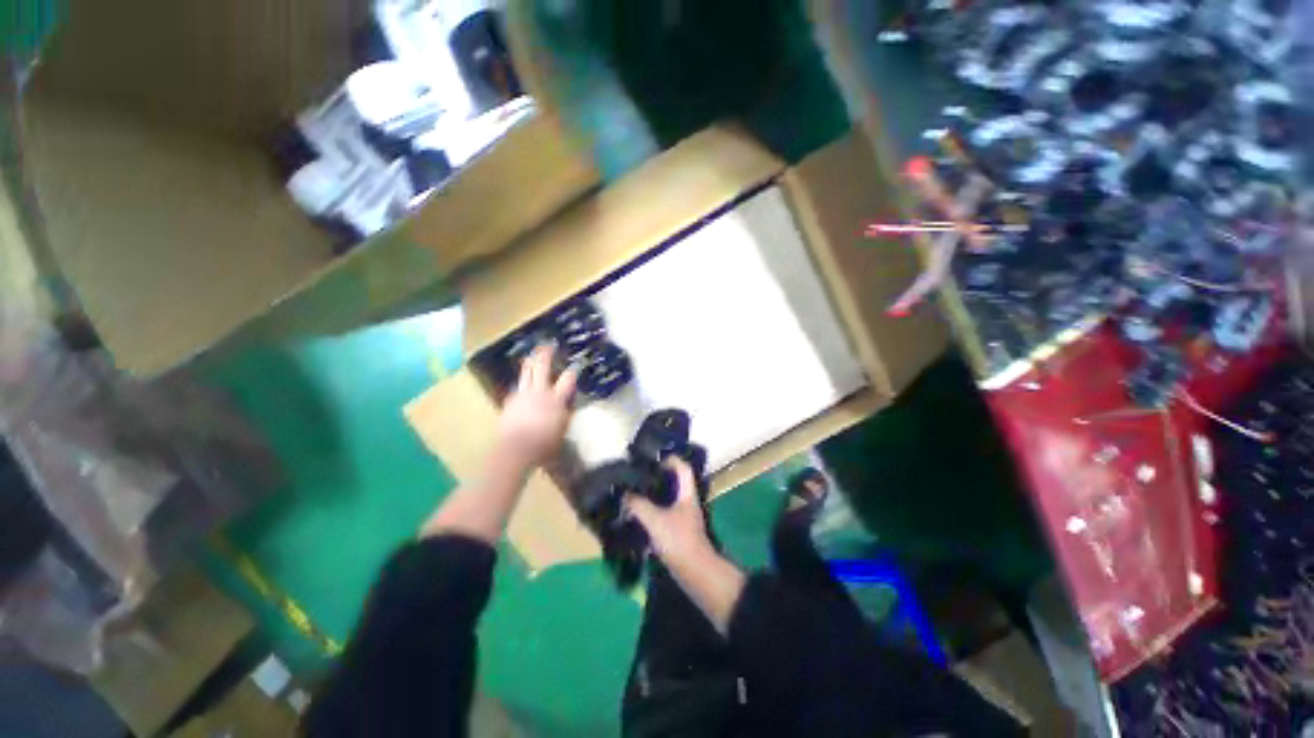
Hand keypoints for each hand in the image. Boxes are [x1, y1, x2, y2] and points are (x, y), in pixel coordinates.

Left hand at [496, 345, 576, 465]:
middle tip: (549, 344)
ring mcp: (523, 394)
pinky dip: (522, 380)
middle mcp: (540, 392)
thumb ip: (564, 415)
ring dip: (531, 360)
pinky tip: (523, 380)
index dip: (573, 370)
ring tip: (533, 353)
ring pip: (526, 371)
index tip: (577, 363)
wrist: (515, 448)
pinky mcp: (510, 400)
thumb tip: (565, 407)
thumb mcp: (562, 430)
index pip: (568, 379)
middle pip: (542, 367)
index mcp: (556, 399)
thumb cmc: (544, 444)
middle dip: (546, 354)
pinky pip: (518, 386)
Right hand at [626, 457, 711, 564]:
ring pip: (668, 500)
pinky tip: (638, 516)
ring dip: (654, 496)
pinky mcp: (678, 532)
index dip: (672, 460)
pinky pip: (664, 515)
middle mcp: (687, 503)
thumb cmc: (678, 540)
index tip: (654, 458)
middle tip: (640, 475)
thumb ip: (638, 505)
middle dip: (659, 477)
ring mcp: (683, 518)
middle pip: (675, 483)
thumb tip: (624, 493)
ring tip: (635, 492)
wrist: (695, 573)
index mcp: (687, 494)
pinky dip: (652, 512)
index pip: (683, 469)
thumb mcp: (655, 520)